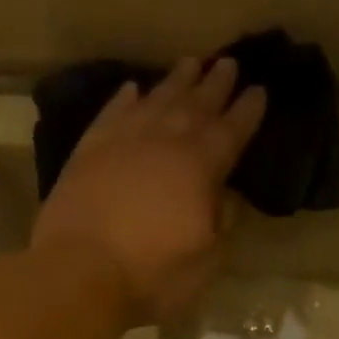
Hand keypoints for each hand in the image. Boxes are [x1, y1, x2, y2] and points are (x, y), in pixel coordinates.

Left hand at [31, 56, 266, 325]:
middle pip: (195, 105)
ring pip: (156, 100)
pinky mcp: (87, 151)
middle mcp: (164, 142)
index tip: (260, 90)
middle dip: (215, 85)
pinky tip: (133, 90)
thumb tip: (227, 198)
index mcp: (200, 168)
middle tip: (228, 63)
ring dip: (176, 81)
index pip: (231, 132)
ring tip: (190, 63)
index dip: (247, 112)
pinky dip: (125, 99)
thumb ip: (222, 225)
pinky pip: (112, 113)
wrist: (78, 272)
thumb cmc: (150, 276)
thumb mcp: (205, 262)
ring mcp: (122, 141)